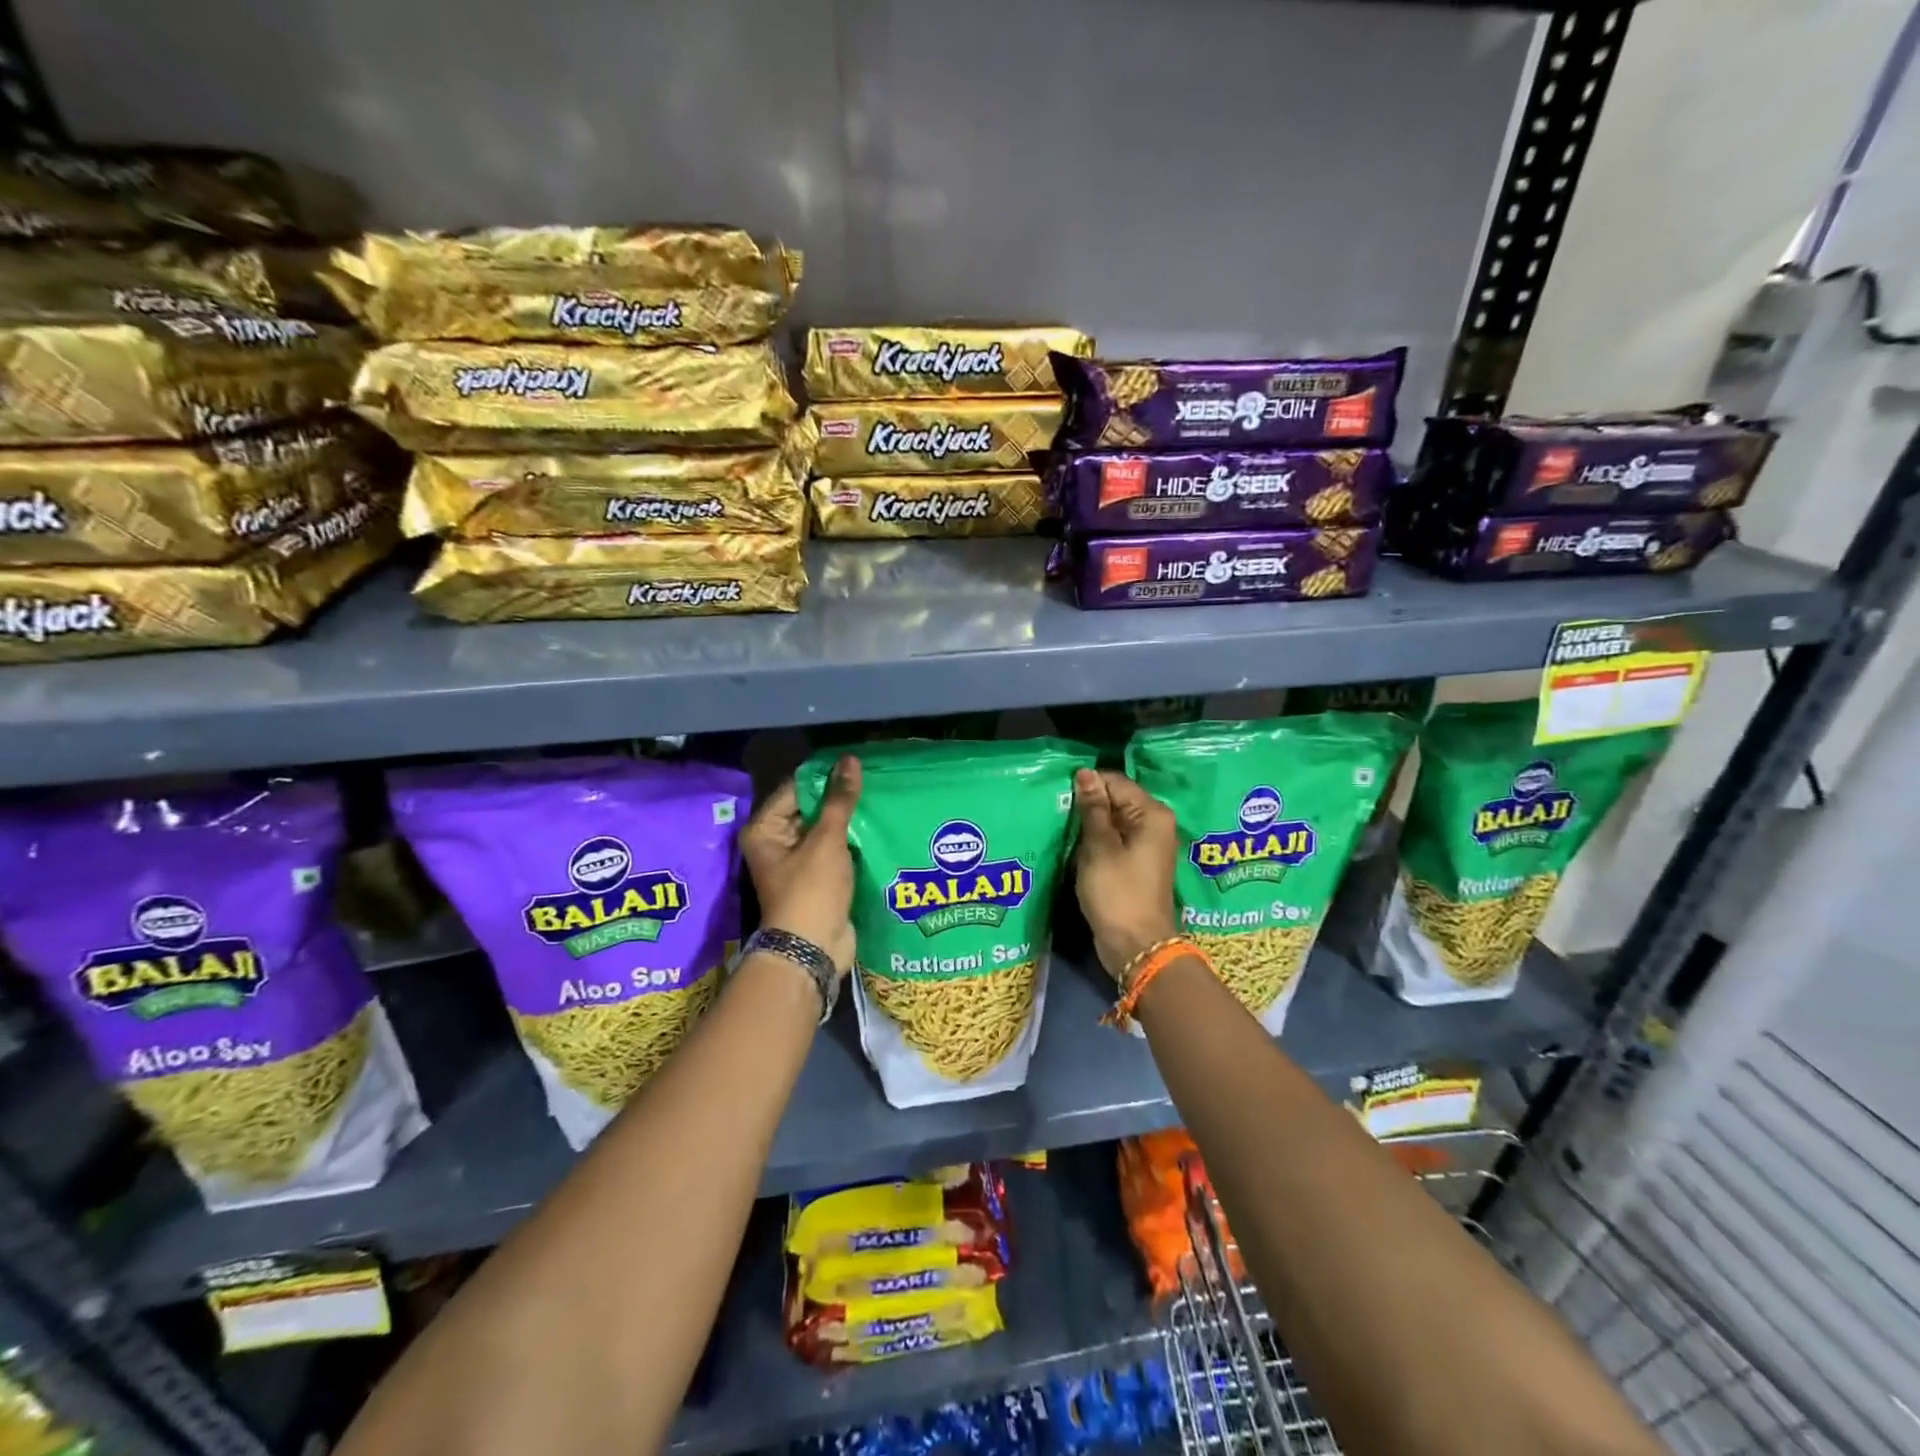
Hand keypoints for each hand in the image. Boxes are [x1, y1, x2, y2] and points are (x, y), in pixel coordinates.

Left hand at [741, 757, 861, 974]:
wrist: (813, 950)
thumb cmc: (811, 891)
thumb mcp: (826, 841)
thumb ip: (839, 800)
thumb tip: (849, 761)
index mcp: (765, 829)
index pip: (795, 789)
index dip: (824, 776)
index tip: (856, 765)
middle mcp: (776, 843)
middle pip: (809, 808)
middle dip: (839, 798)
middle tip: (873, 779)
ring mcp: (797, 862)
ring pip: (825, 830)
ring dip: (848, 820)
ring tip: (879, 799)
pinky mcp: (818, 878)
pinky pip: (835, 850)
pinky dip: (852, 841)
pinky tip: (877, 828)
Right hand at [1072, 768, 1179, 982]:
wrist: (1136, 946)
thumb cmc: (1118, 892)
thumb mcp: (1099, 847)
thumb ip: (1093, 808)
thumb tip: (1085, 773)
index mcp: (1152, 814)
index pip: (1115, 782)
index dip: (1087, 785)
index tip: (1058, 793)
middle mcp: (1155, 824)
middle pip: (1116, 800)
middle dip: (1087, 804)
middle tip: (1055, 810)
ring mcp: (1146, 845)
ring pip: (1112, 821)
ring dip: (1088, 824)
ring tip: (1060, 826)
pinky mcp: (1136, 863)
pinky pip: (1113, 840)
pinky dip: (1095, 841)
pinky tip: (1074, 846)